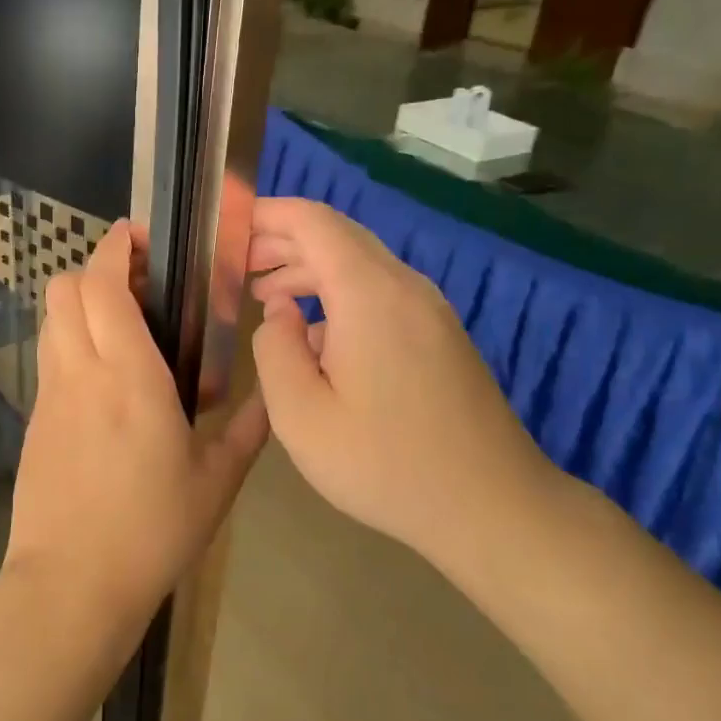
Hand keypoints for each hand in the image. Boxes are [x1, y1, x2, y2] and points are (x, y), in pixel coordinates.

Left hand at [6, 222, 267, 630]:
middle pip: (64, 288)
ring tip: (125, 325)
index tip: (140, 237)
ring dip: (81, 303)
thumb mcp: (217, 482)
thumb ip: (247, 429)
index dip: (115, 248)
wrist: (70, 586)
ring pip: (52, 320)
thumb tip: (269, 395)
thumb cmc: (151, 530)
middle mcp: (81, 372)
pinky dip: (73, 341)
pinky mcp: (36, 421)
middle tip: (140, 283)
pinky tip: (107, 378)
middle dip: (96, 268)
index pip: (103, 285)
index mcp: (129, 376)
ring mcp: (50, 396)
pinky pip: (51, 358)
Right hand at [247, 197, 564, 563]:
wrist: (492, 506)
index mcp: (369, 294)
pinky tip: (314, 334)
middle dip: (283, 242)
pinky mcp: (440, 335)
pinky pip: (381, 293)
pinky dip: (338, 295)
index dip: (268, 214)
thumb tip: (279, 312)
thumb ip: (274, 350)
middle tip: (237, 268)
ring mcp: (430, 310)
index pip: (313, 221)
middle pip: (338, 237)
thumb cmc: (385, 464)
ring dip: (310, 270)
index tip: (228, 227)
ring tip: (265, 295)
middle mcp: (405, 286)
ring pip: (360, 265)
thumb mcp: (301, 415)